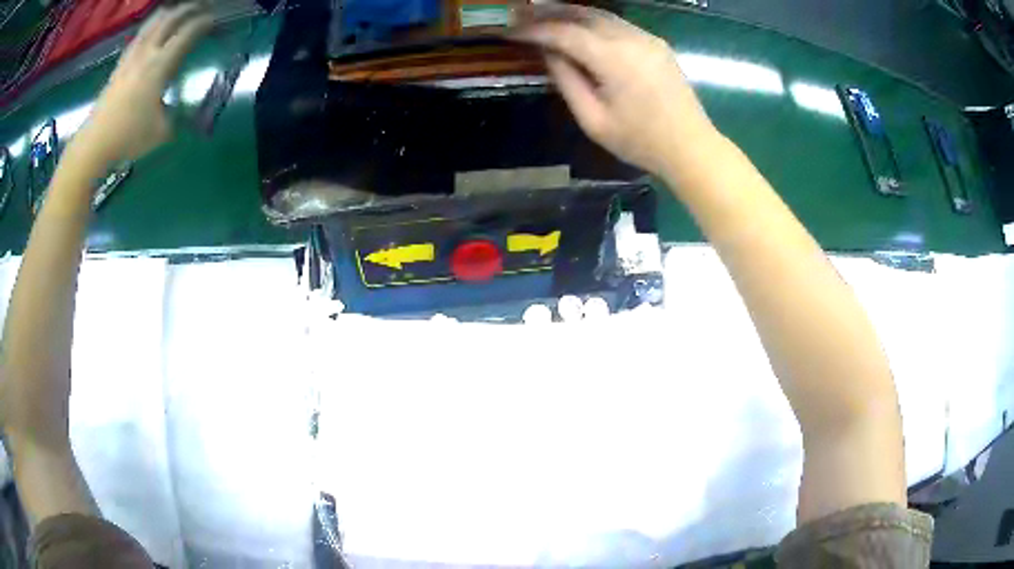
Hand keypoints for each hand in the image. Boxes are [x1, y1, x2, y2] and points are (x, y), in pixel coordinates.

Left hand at [76, 3, 212, 163]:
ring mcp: (130, 58)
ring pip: (151, 23)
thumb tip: (174, 111)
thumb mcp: (161, 131)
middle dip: (188, 9)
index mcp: (160, 65)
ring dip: (167, 13)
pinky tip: (151, 31)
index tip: (214, 20)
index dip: (203, 23)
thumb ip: (173, 115)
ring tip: (176, 11)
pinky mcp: (119, 67)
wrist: (94, 143)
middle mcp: (146, 54)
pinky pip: (138, 37)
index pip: (187, 33)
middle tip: (200, 7)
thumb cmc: (128, 137)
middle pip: (170, 19)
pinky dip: (149, 28)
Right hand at [512, 5, 714, 174]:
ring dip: (571, 13)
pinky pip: (618, 24)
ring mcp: (648, 38)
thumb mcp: (593, 120)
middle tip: (521, 13)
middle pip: (583, 14)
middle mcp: (631, 38)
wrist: (691, 147)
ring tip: (543, 15)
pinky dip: (594, 21)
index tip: (510, 30)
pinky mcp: (657, 43)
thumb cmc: (640, 142)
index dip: (534, 30)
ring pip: (602, 15)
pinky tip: (578, 27)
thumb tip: (548, 52)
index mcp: (613, 59)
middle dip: (550, 12)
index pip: (564, 33)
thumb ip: (567, 81)